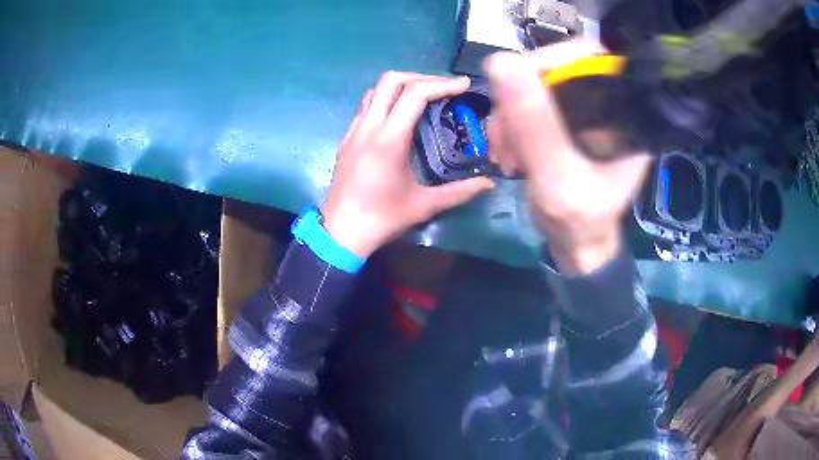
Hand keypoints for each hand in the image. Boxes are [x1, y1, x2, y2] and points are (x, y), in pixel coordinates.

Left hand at [322, 72, 494, 257]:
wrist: (340, 232)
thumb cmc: (382, 218)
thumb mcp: (425, 205)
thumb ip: (460, 192)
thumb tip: (489, 184)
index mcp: (389, 138)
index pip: (415, 93)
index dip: (443, 84)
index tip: (463, 85)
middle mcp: (369, 126)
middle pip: (392, 80)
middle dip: (422, 77)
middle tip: (444, 88)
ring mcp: (354, 130)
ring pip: (376, 89)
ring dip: (402, 85)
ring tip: (425, 96)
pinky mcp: (347, 138)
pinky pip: (367, 105)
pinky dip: (387, 99)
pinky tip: (400, 115)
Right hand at [484, 40, 650, 273]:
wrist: (576, 243)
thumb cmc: (579, 221)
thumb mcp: (557, 179)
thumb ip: (535, 126)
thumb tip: (501, 61)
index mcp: (623, 112)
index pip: (589, 57)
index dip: (551, 62)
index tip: (517, 89)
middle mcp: (606, 105)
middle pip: (556, 69)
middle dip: (520, 97)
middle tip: (504, 134)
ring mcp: (584, 112)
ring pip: (535, 86)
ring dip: (509, 115)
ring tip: (504, 153)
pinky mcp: (565, 122)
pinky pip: (528, 105)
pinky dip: (509, 124)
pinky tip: (506, 151)